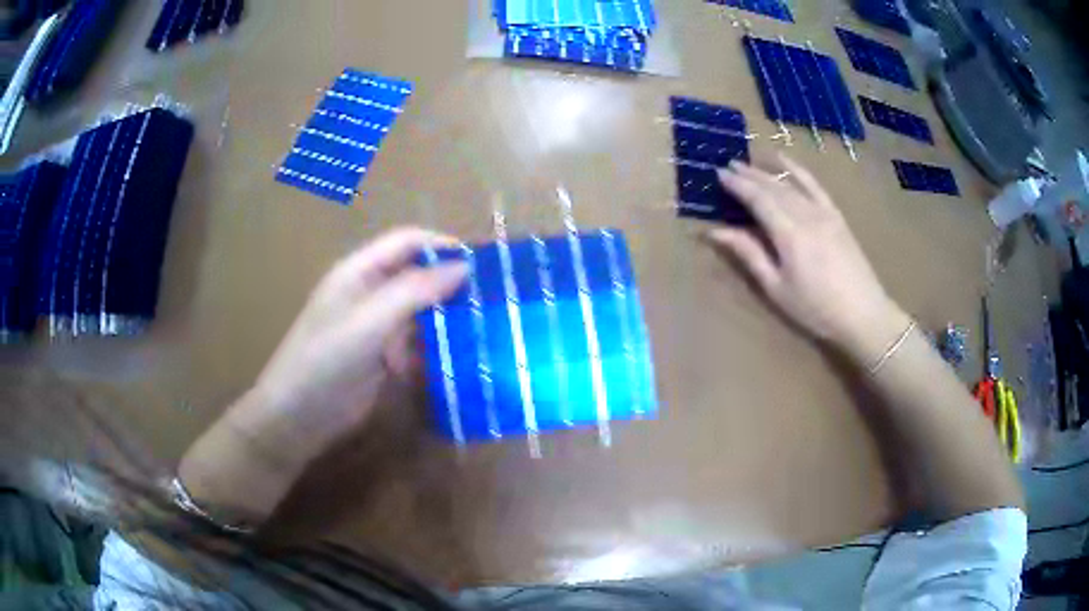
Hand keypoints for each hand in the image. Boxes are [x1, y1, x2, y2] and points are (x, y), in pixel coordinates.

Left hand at [178, 228, 466, 523]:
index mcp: (359, 272)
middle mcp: (371, 294)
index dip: (441, 246)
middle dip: (451, 282)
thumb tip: (463, 267)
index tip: (481, 263)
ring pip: (422, 311)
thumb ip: (413, 291)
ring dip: (449, 317)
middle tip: (492, 297)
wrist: (297, 417)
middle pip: (417, 275)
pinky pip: (418, 344)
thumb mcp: (368, 322)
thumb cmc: (325, 360)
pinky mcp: (385, 359)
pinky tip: (465, 357)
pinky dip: (440, 347)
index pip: (407, 243)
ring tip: (488, 326)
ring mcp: (378, 328)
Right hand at [707, 155, 909, 363]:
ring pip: (790, 184)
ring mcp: (823, 212)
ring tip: (748, 164)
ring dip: (766, 172)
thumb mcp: (777, 288)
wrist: (863, 314)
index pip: (757, 199)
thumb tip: (716, 231)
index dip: (737, 185)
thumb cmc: (815, 308)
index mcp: (788, 233)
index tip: (718, 174)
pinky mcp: (835, 215)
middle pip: (772, 187)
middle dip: (748, 175)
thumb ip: (749, 255)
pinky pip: (814, 185)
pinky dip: (798, 169)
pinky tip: (785, 159)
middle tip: (727, 166)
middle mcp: (805, 214)